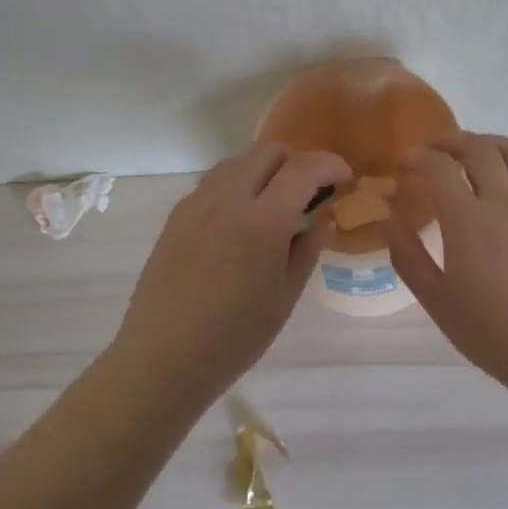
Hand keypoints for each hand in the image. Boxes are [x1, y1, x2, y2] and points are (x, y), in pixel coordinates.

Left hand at [114, 142, 351, 400]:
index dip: (330, 165)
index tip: (345, 179)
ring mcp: (196, 203)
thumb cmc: (234, 337)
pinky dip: (238, 184)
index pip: (303, 168)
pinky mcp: (177, 214)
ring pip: (239, 161)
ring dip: (265, 170)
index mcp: (262, 220)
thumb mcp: (284, 296)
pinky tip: (242, 220)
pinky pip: (215, 181)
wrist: (162, 358)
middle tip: (311, 193)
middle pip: (268, 151)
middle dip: (297, 161)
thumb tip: (321, 217)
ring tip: (276, 205)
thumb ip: (307, 248)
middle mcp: (227, 198)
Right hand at [385, 133, 507, 391]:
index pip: (439, 167)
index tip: (404, 164)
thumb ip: (408, 254)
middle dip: (451, 141)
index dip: (417, 156)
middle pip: (479, 148)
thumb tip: (392, 217)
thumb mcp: (435, 299)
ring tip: (473, 152)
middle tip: (434, 152)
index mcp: (467, 220)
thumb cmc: (490, 331)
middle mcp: (504, 203)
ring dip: (489, 143)